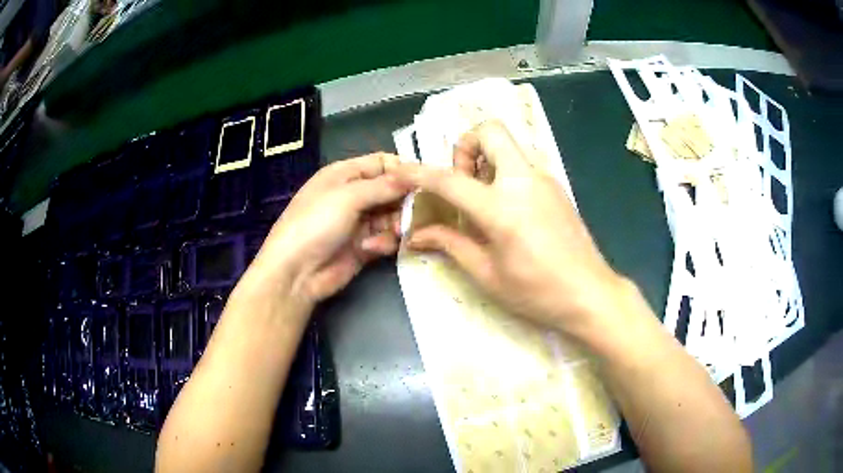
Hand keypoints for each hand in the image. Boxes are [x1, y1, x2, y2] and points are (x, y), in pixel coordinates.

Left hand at [246, 153, 409, 305]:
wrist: (297, 272)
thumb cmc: (316, 224)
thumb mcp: (348, 196)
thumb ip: (383, 185)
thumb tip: (414, 175)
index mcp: (345, 174)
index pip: (382, 163)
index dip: (403, 170)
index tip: (424, 181)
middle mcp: (354, 194)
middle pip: (391, 190)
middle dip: (404, 200)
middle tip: (417, 211)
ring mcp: (359, 221)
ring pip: (393, 215)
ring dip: (397, 223)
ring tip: (396, 232)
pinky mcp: (365, 245)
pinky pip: (386, 237)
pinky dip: (384, 241)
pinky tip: (372, 248)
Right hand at [392, 121, 630, 336]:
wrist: (591, 293)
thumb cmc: (537, 292)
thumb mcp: (487, 274)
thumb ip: (450, 245)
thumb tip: (417, 236)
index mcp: (501, 208)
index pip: (449, 180)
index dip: (418, 173)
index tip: (399, 171)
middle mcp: (523, 181)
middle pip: (490, 131)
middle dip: (466, 146)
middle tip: (462, 181)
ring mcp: (544, 180)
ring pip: (508, 146)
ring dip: (486, 159)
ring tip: (482, 200)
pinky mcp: (556, 186)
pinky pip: (522, 164)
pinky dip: (504, 172)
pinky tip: (507, 209)